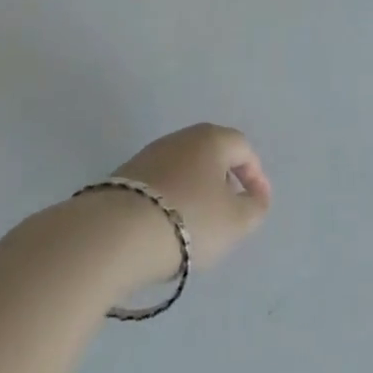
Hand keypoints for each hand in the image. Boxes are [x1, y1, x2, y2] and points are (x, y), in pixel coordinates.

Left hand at [98, 124, 271, 285]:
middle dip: (224, 181)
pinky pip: (158, 185)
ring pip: (183, 169)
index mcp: (212, 138)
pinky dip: (169, 201)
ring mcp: (148, 155)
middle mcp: (181, 138)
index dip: (255, 175)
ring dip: (195, 191)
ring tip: (196, 225)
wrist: (115, 234)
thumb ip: (255, 208)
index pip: (243, 148)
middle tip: (229, 211)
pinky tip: (165, 228)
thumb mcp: (235, 222)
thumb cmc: (188, 220)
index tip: (257, 203)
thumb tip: (255, 197)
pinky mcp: (123, 177)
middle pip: (212, 154)